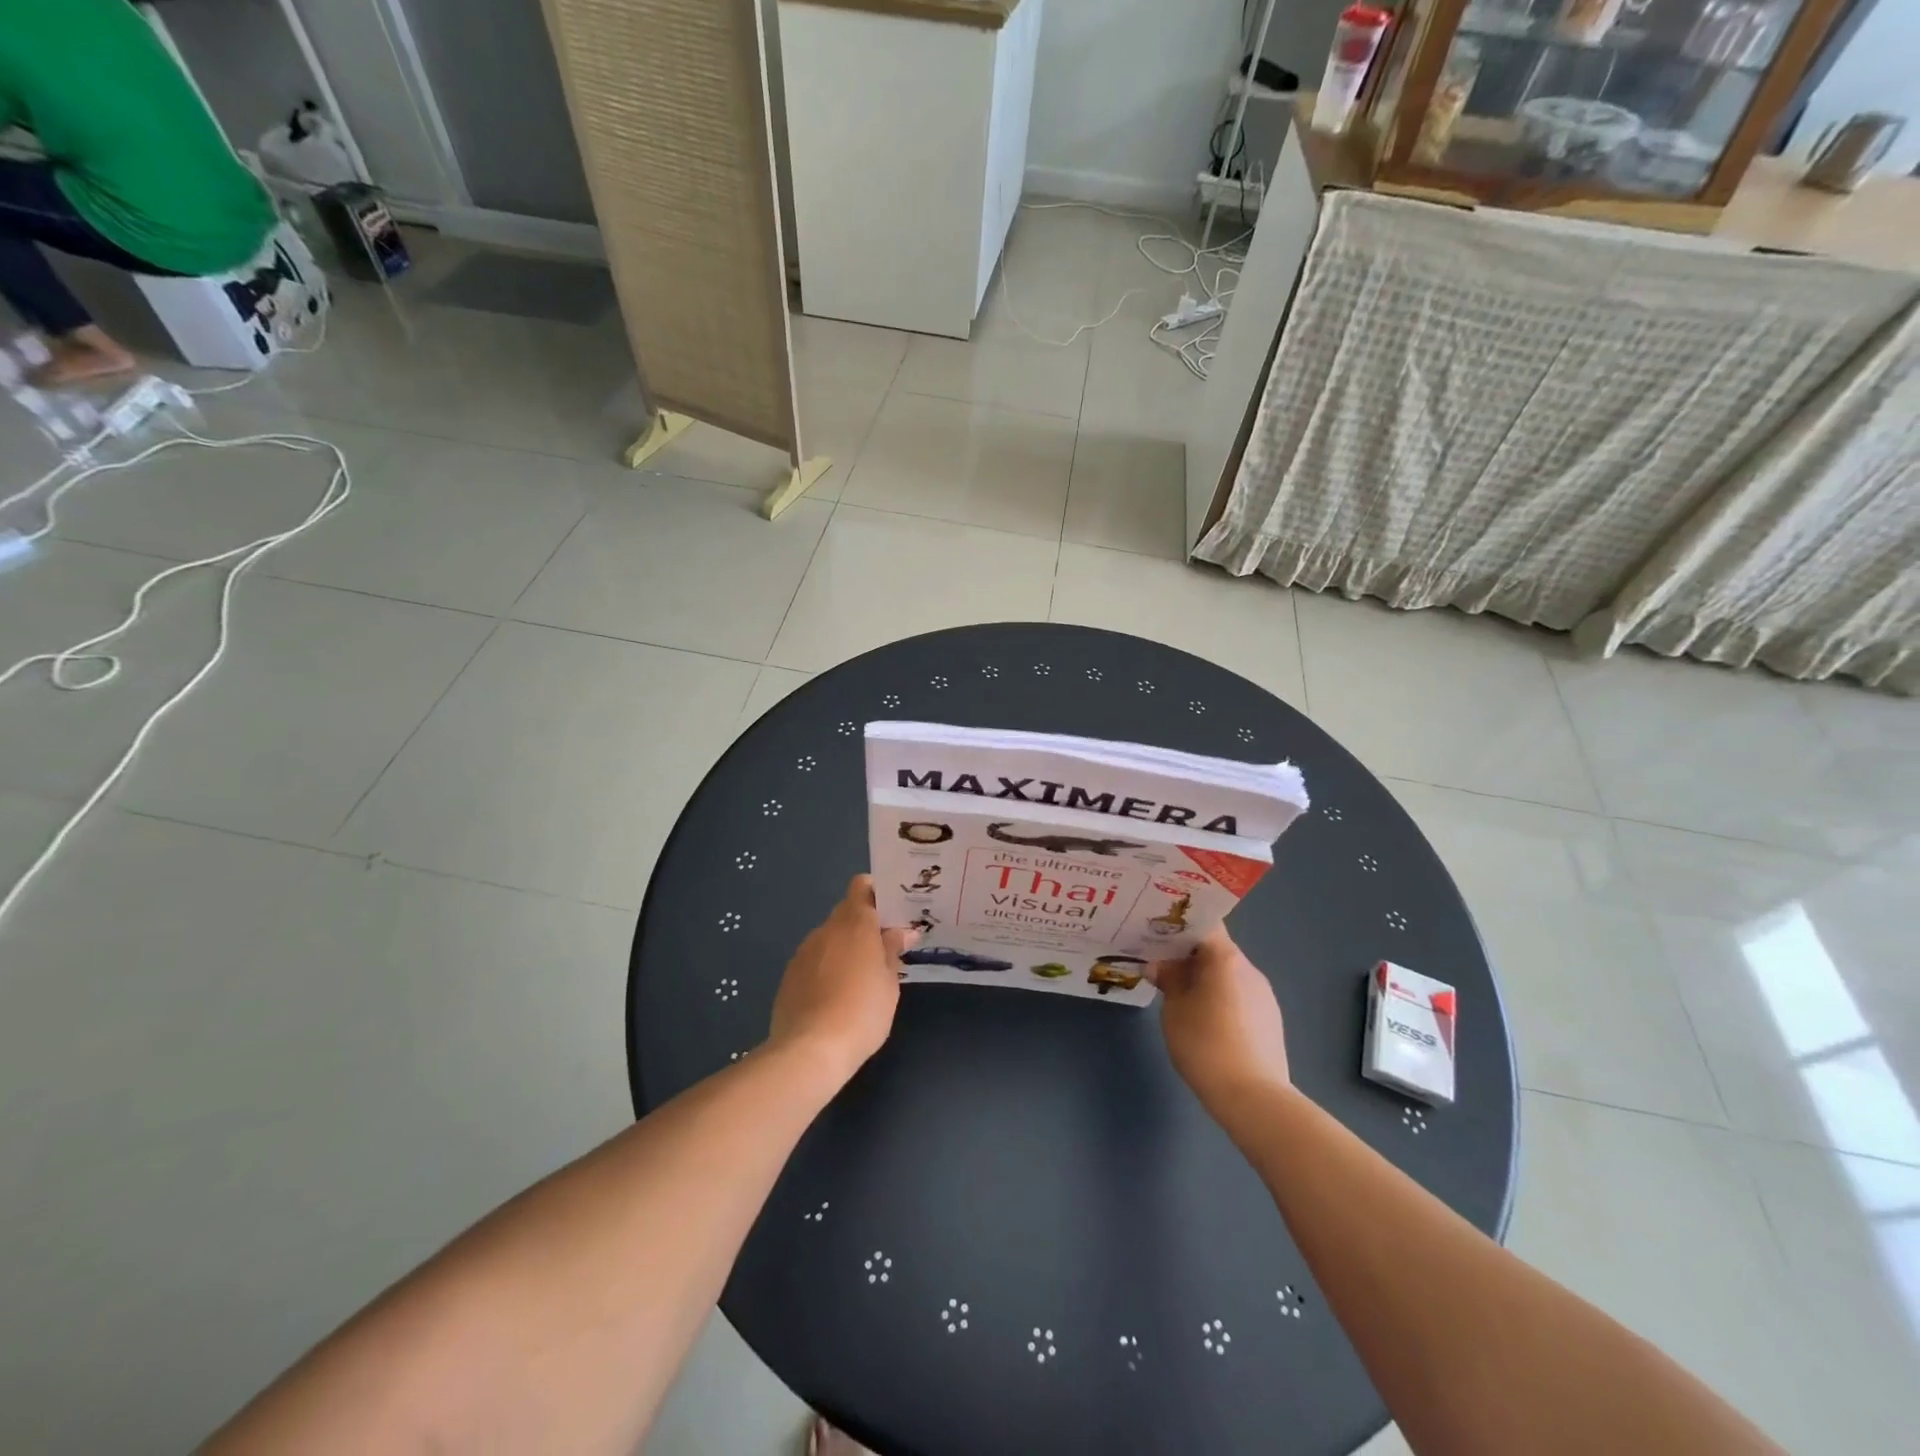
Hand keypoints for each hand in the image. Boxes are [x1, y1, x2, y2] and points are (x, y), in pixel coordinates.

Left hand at [768, 875, 916, 1082]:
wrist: (811, 1049)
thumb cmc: (862, 1012)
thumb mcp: (889, 982)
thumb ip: (892, 951)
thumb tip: (902, 931)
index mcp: (855, 924)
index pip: (861, 886)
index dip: (876, 892)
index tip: (892, 911)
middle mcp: (826, 929)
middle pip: (846, 912)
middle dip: (864, 925)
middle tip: (884, 949)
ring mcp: (804, 951)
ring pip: (829, 937)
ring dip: (844, 947)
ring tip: (860, 978)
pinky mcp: (789, 975)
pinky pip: (814, 960)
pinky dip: (826, 968)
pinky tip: (835, 996)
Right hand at [1152, 927, 1290, 1111]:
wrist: (1254, 1098)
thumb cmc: (1205, 1045)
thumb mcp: (1174, 1010)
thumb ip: (1167, 980)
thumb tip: (1159, 965)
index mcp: (1225, 958)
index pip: (1203, 924)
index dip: (1179, 925)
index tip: (1156, 934)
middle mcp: (1249, 969)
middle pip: (1216, 949)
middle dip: (1188, 955)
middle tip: (1160, 966)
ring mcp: (1264, 994)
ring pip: (1228, 974)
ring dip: (1205, 979)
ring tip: (1181, 997)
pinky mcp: (1270, 1019)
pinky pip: (1239, 996)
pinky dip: (1221, 999)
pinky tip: (1206, 1022)